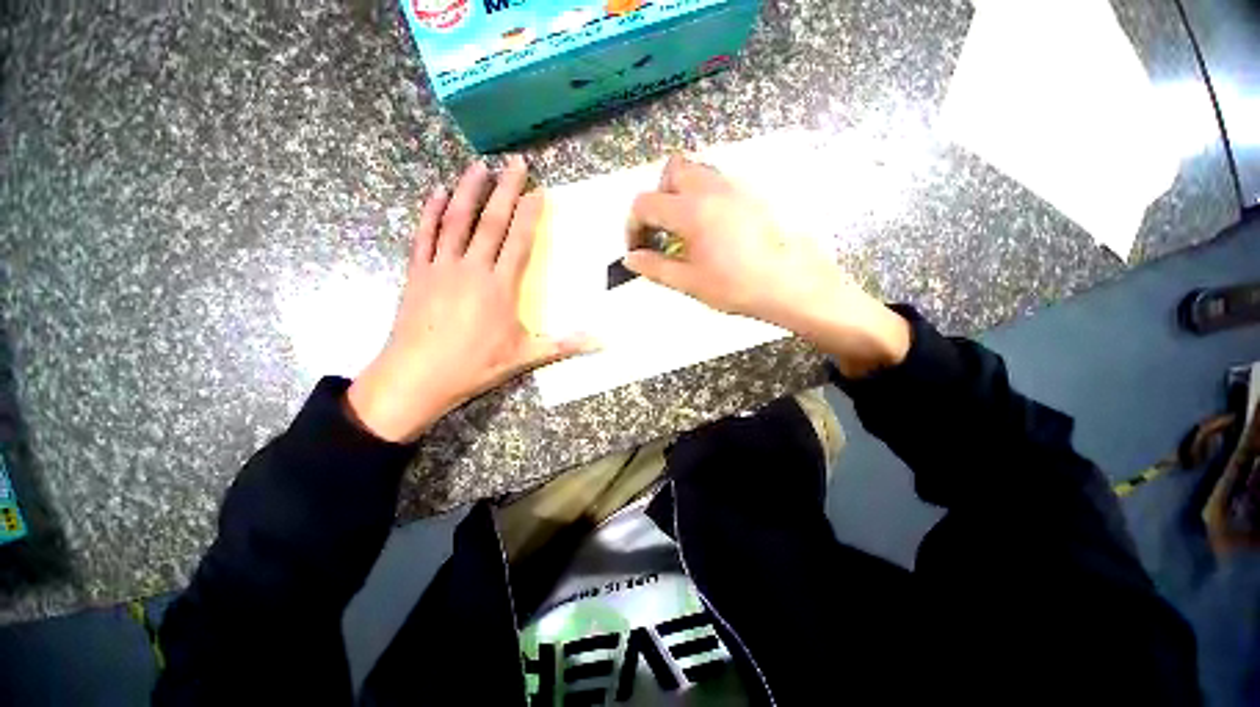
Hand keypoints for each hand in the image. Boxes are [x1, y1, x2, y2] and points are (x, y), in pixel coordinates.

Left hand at [347, 157, 591, 442]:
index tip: (537, 190)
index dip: (529, 214)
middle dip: (504, 189)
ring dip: (467, 190)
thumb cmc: (475, 366)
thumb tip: (602, 342)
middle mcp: (472, 268)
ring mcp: (441, 267)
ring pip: (455, 220)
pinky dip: (429, 212)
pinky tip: (435, 193)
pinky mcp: (417, 273)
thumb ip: (564, 345)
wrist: (417, 376)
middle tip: (514, 161)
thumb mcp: (525, 356)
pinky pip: (424, 235)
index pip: (518, 241)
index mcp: (500, 286)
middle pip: (490, 221)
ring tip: (478, 165)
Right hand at [623, 154, 910, 377]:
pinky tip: (712, 228)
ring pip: (698, 171)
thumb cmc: (737, 287)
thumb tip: (630, 259)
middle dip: (658, 197)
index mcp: (692, 211)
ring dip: (681, 193)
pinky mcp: (753, 193)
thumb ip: (655, 267)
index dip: (632, 226)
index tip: (637, 248)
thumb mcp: (689, 282)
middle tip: (662, 229)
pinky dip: (704, 196)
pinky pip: (719, 181)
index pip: (645, 203)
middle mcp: (712, 188)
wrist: (791, 285)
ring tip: (685, 228)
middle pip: (672, 170)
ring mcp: (736, 186)